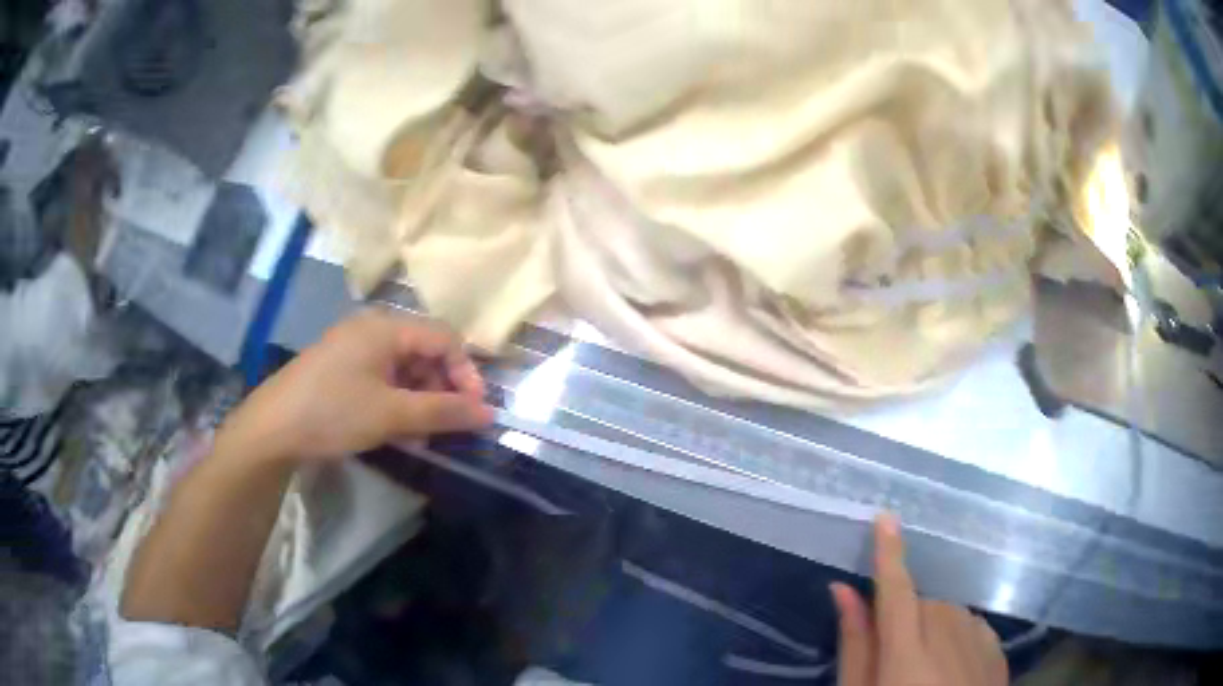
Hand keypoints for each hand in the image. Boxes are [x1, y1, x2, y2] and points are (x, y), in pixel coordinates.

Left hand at [221, 310, 492, 463]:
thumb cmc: (333, 413)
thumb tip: (490, 413)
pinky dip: (396, 402)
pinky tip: (394, 429)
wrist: (272, 429)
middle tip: (446, 427)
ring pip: (403, 369)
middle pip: (424, 352)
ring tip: (420, 435)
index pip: (445, 339)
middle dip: (442, 390)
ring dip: (419, 400)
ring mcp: (353, 347)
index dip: (467, 374)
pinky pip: (382, 378)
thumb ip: (444, 411)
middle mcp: (372, 328)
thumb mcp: (392, 414)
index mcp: (386, 327)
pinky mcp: (341, 368)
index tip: (476, 411)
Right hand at [832, 515, 1006, 685]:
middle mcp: (949, 634)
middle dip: (906, 617)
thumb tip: (842, 590)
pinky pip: (973, 624)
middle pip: (924, 603)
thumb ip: (855, 644)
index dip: (889, 553)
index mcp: (906, 652)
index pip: (895, 591)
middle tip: (894, 656)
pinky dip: (958, 634)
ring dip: (933, 626)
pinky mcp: (997, 649)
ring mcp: (980, 639)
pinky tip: (951, 666)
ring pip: (950, 612)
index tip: (885, 516)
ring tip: (924, 668)